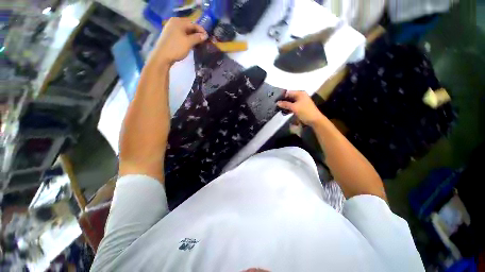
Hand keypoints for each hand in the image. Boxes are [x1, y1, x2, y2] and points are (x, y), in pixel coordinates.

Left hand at [151, 17, 207, 65]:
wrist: (162, 56)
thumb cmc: (176, 48)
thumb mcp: (188, 42)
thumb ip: (197, 38)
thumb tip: (205, 35)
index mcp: (178, 22)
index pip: (193, 24)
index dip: (201, 30)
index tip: (207, 37)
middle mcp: (174, 22)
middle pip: (188, 26)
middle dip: (196, 33)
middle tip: (203, 40)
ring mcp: (171, 29)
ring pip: (185, 31)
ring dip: (192, 36)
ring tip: (198, 43)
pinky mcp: (170, 35)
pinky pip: (181, 34)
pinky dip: (187, 38)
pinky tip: (190, 44)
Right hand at [277, 90, 325, 126]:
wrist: (315, 120)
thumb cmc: (305, 112)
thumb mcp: (294, 107)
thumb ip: (285, 104)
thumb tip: (277, 103)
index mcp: (300, 93)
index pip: (288, 93)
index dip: (282, 96)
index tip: (275, 101)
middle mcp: (300, 96)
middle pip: (289, 97)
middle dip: (283, 101)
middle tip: (276, 105)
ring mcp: (301, 102)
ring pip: (290, 102)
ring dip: (285, 106)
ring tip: (278, 109)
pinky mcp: (300, 107)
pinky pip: (293, 106)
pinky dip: (289, 108)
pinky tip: (284, 112)